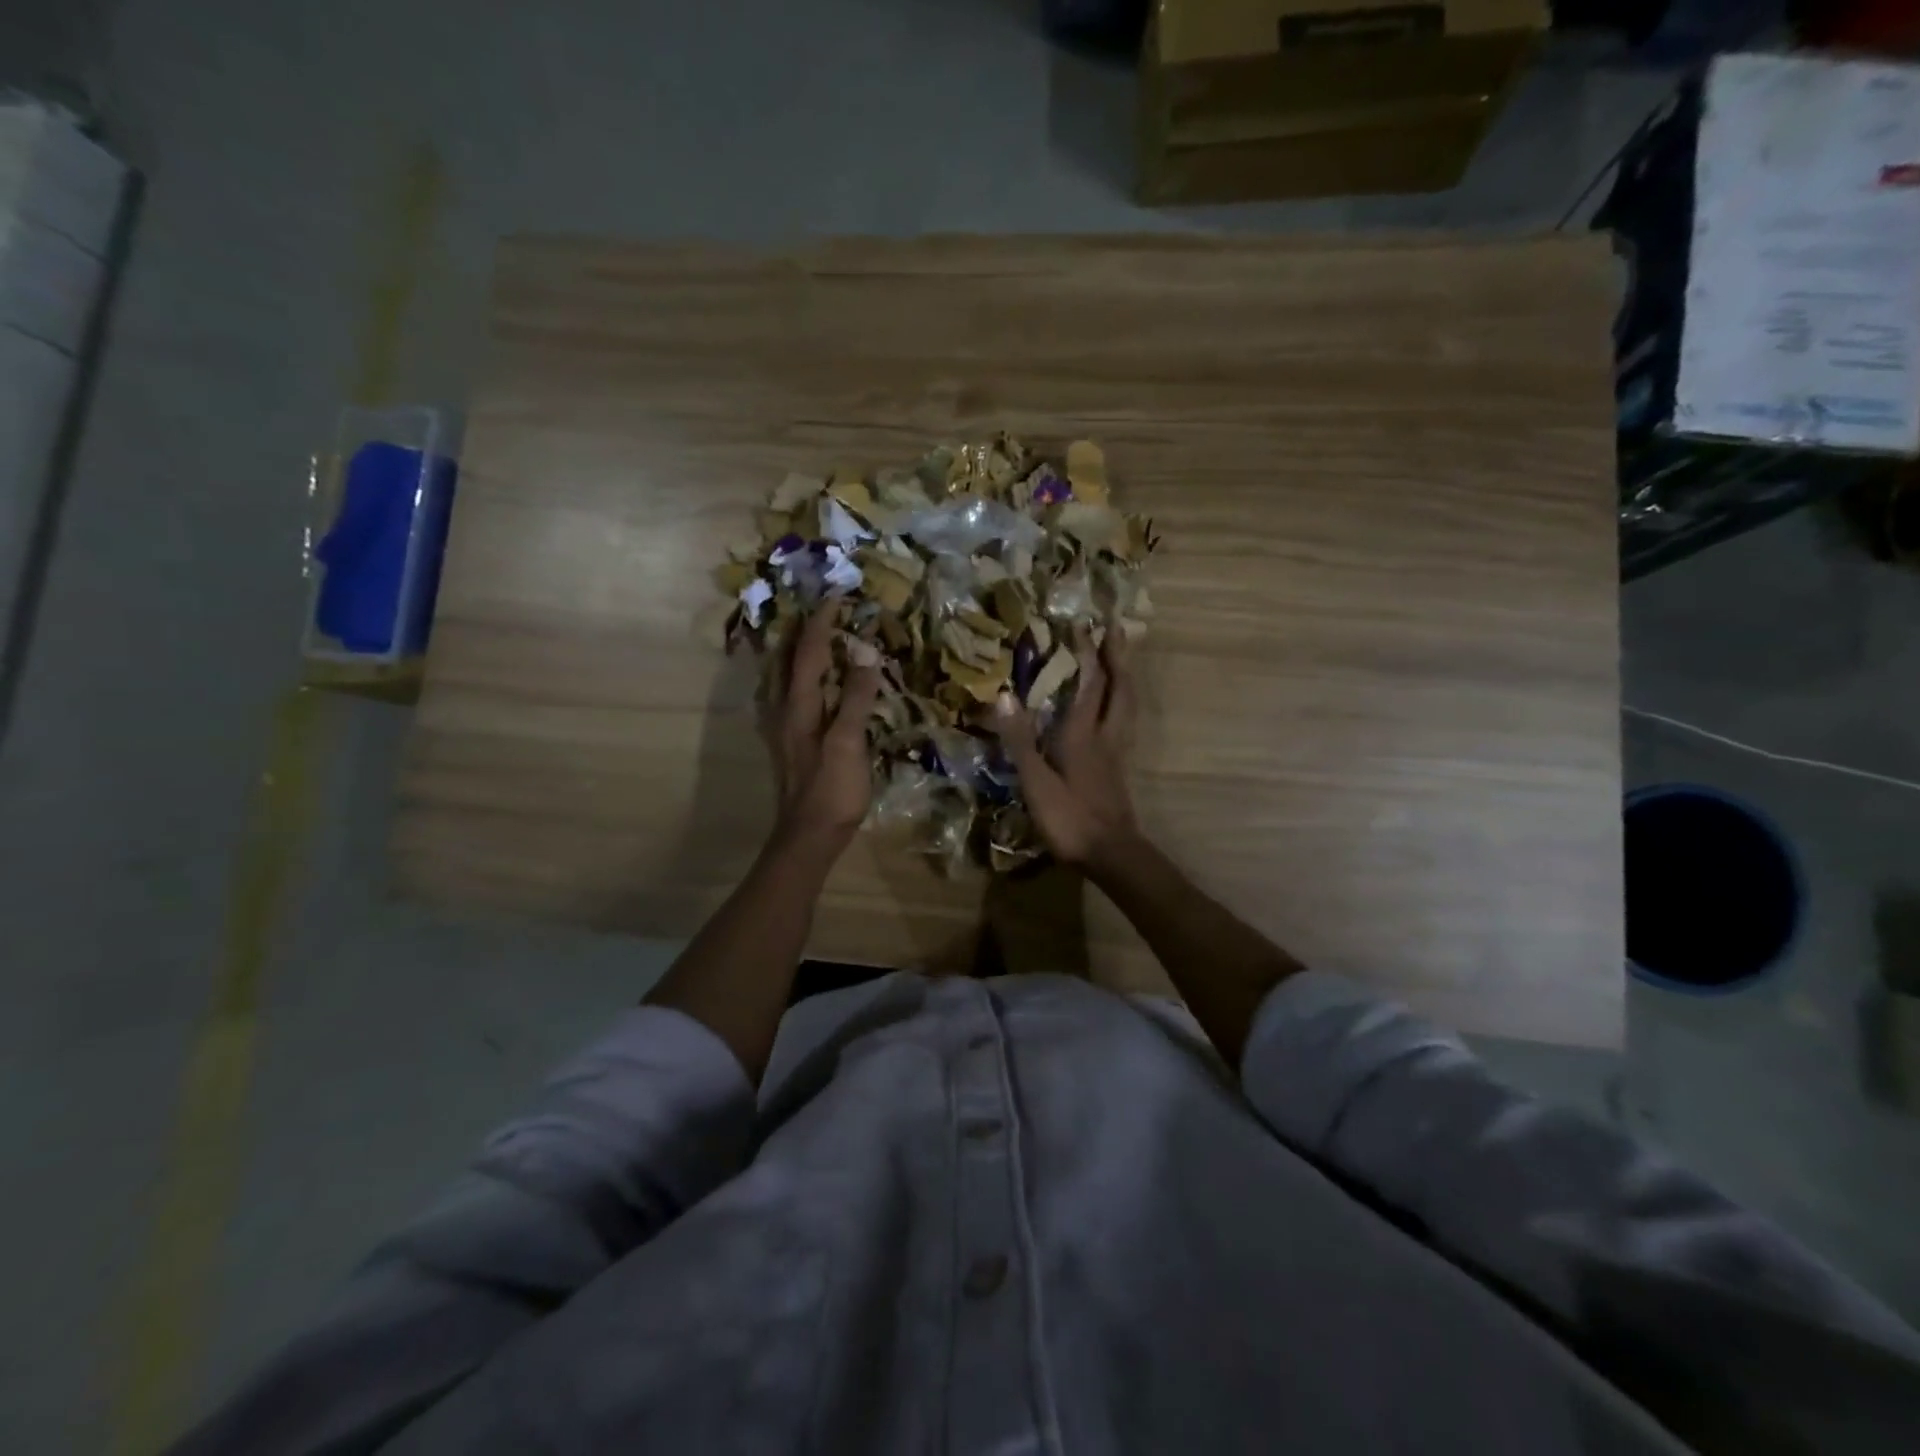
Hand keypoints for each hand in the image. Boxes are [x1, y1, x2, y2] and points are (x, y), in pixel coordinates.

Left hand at [763, 601, 882, 853]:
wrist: (809, 836)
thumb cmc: (832, 790)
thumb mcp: (849, 742)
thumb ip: (856, 696)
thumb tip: (864, 651)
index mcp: (799, 704)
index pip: (810, 650)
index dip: (823, 621)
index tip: (839, 594)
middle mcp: (785, 708)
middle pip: (791, 658)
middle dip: (808, 629)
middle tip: (827, 609)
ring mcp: (785, 726)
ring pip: (788, 676)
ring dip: (803, 651)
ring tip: (820, 635)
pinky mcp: (792, 741)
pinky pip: (795, 694)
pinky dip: (805, 676)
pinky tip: (815, 682)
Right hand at [993, 624, 1139, 874]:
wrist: (1111, 854)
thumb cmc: (1070, 818)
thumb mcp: (1035, 781)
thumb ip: (1020, 739)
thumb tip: (1004, 695)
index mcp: (1083, 734)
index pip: (1090, 683)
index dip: (1088, 653)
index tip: (1083, 625)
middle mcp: (1105, 736)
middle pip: (1120, 688)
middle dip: (1118, 656)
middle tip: (1117, 629)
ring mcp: (1115, 753)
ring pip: (1127, 705)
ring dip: (1125, 677)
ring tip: (1120, 660)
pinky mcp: (1118, 769)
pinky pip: (1123, 722)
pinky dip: (1121, 703)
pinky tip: (1113, 709)